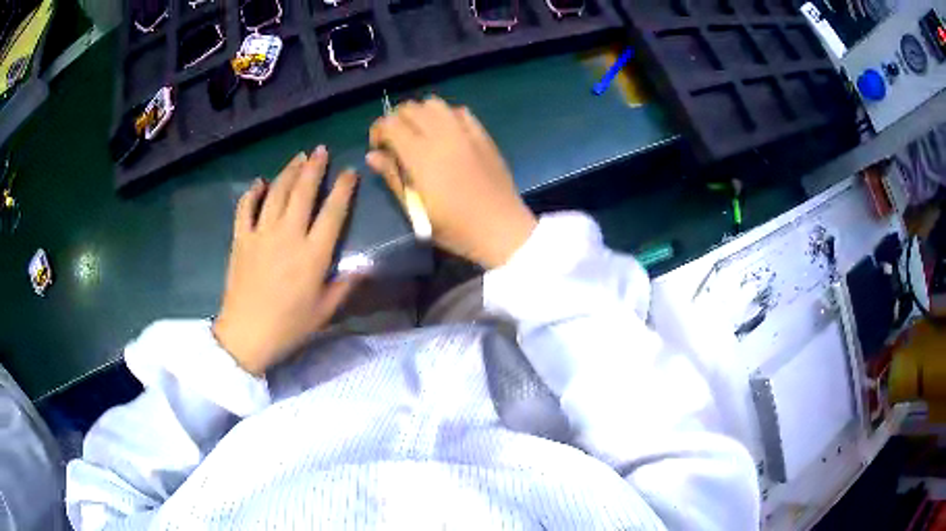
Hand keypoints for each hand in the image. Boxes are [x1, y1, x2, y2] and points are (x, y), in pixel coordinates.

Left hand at [213, 146, 358, 375]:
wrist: (247, 334)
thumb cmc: (289, 326)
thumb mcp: (325, 312)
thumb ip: (345, 286)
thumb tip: (364, 268)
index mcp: (313, 254)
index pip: (333, 212)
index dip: (343, 189)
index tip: (349, 172)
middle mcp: (288, 235)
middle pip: (303, 192)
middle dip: (314, 168)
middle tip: (321, 150)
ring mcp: (261, 234)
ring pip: (276, 192)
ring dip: (288, 172)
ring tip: (298, 157)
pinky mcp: (241, 239)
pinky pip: (245, 208)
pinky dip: (252, 192)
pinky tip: (259, 182)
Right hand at [368, 96, 536, 268]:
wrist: (500, 228)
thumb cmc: (455, 228)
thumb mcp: (416, 210)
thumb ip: (393, 177)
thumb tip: (372, 155)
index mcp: (421, 156)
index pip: (390, 124)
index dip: (378, 131)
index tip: (380, 149)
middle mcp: (441, 135)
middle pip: (409, 108)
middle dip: (396, 120)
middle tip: (396, 141)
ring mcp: (464, 132)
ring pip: (434, 103)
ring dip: (420, 113)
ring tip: (420, 134)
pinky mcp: (482, 135)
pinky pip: (459, 111)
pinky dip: (446, 116)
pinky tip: (446, 134)